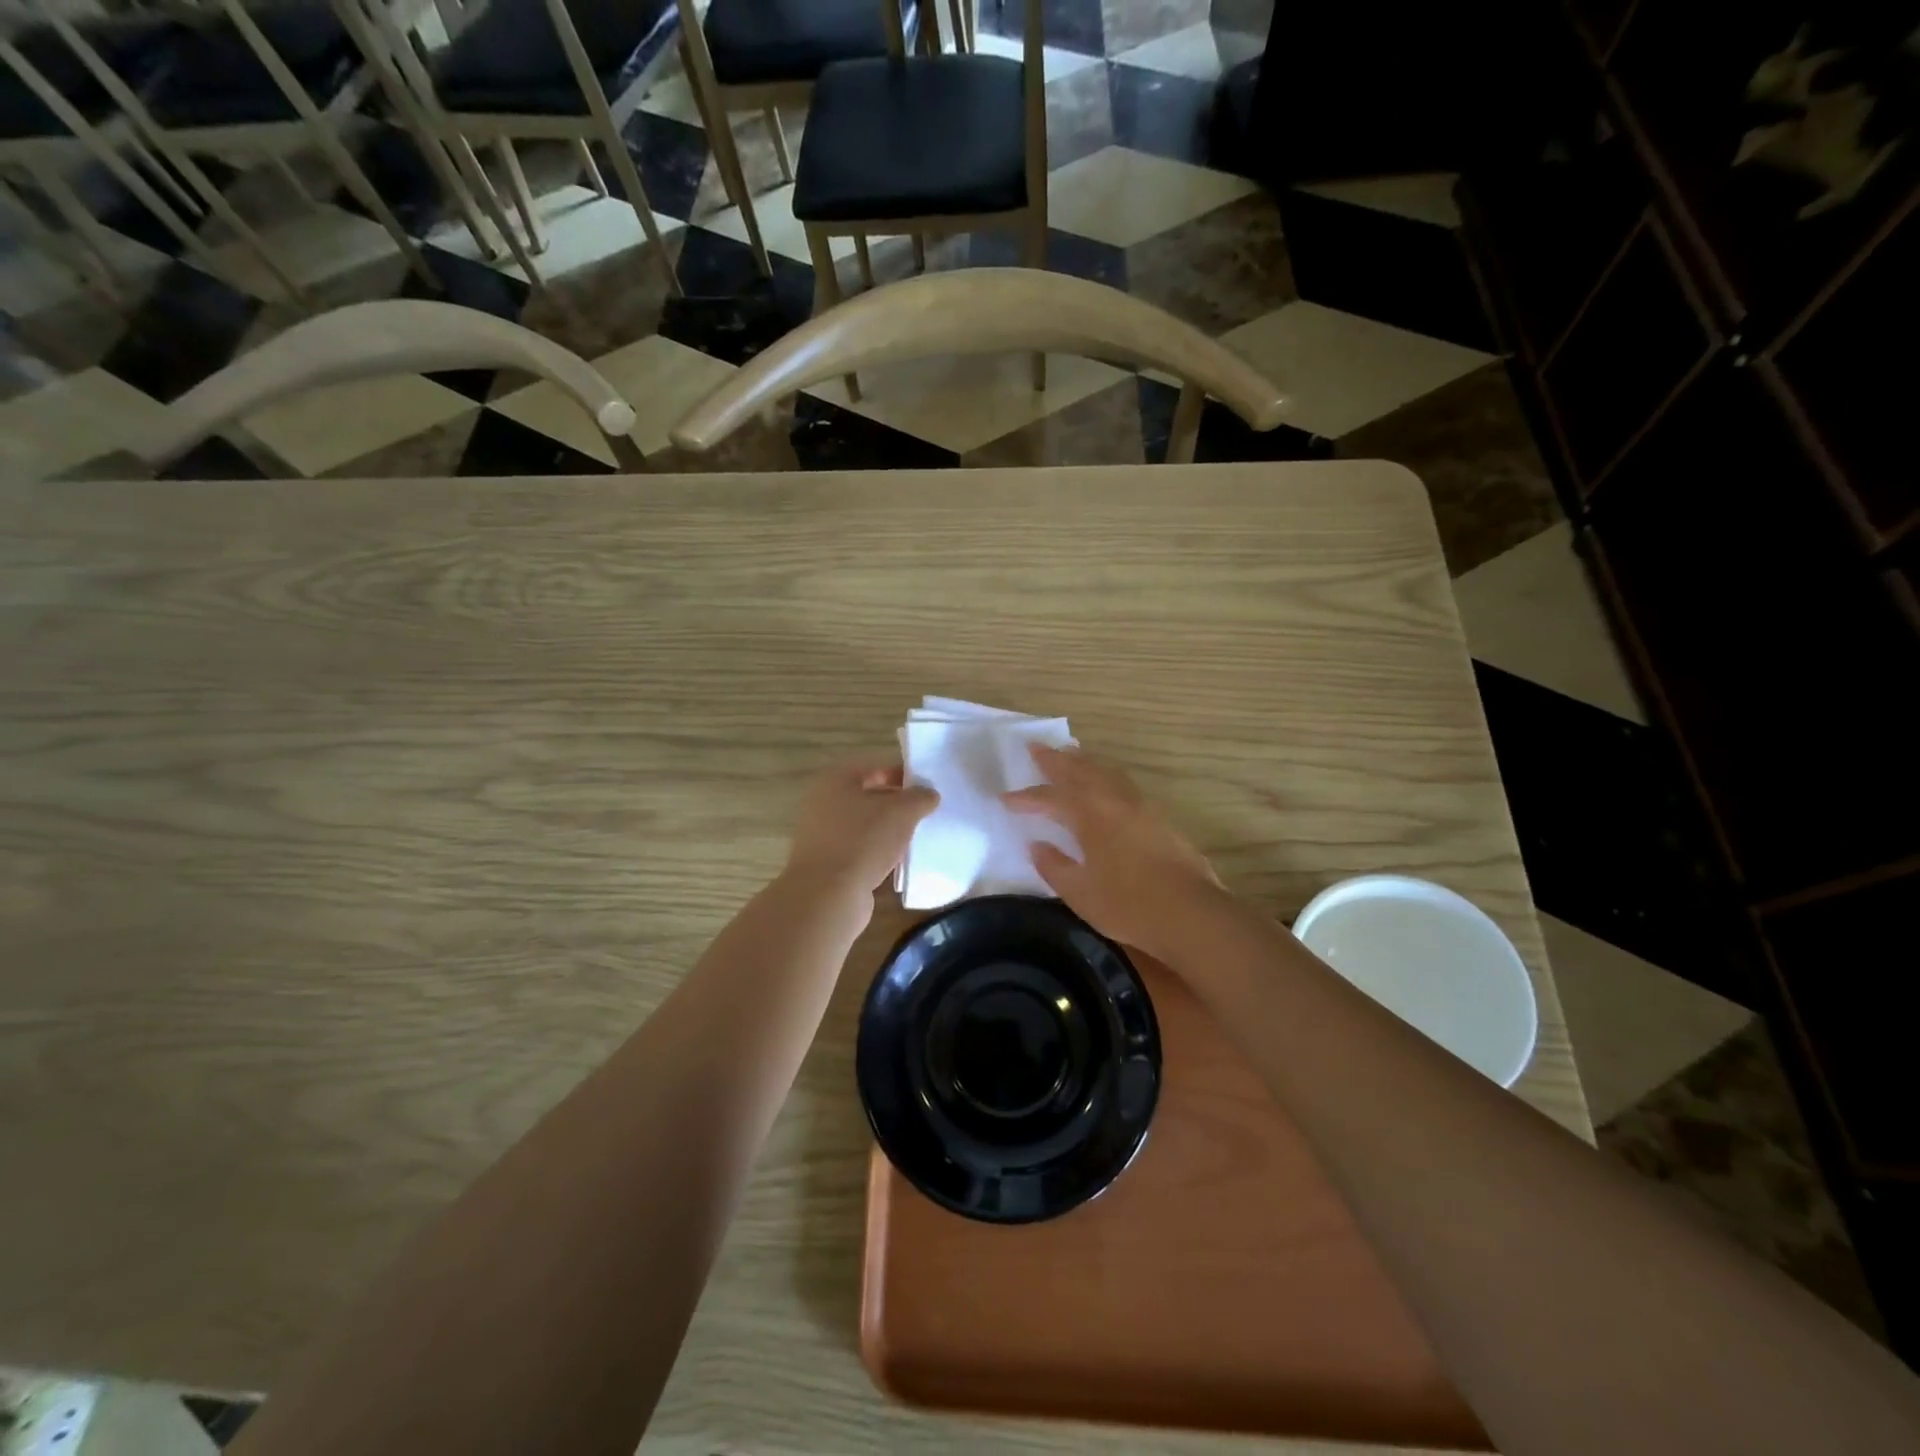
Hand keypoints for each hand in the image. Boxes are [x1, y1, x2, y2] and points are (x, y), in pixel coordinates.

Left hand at [782, 761, 938, 904]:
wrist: (828, 894)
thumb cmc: (864, 840)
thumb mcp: (902, 811)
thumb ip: (920, 797)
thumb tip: (929, 794)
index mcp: (836, 780)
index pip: (874, 768)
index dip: (901, 774)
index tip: (926, 787)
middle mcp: (823, 803)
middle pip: (867, 797)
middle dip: (896, 804)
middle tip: (923, 813)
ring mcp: (821, 836)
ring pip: (863, 826)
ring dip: (887, 831)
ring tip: (914, 838)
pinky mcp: (826, 864)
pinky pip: (857, 851)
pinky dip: (876, 853)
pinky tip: (896, 863)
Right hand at [1003, 746, 1224, 962]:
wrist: (1190, 914)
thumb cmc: (1128, 905)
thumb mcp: (1080, 893)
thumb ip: (1054, 866)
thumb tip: (1036, 845)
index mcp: (1090, 815)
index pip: (1050, 799)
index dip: (1026, 798)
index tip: (1005, 799)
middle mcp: (1114, 800)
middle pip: (1079, 771)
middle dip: (1054, 760)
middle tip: (1035, 746)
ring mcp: (1140, 805)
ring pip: (1105, 771)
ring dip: (1083, 761)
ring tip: (1069, 753)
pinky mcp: (1159, 816)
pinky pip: (1123, 782)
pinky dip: (1105, 774)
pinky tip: (1105, 782)